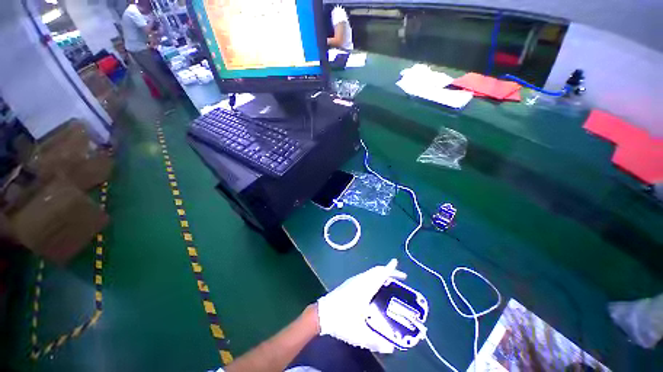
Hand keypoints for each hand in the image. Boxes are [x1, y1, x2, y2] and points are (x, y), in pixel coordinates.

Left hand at [317, 259, 405, 352]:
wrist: (322, 314)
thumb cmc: (341, 320)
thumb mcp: (359, 334)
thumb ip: (376, 342)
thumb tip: (391, 349)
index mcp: (364, 288)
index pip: (379, 274)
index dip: (389, 269)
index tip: (396, 263)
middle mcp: (360, 281)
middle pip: (376, 271)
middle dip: (388, 271)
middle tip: (399, 278)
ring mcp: (353, 281)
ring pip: (370, 272)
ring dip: (380, 274)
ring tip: (390, 282)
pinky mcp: (349, 284)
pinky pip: (365, 276)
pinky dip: (374, 276)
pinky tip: (375, 287)